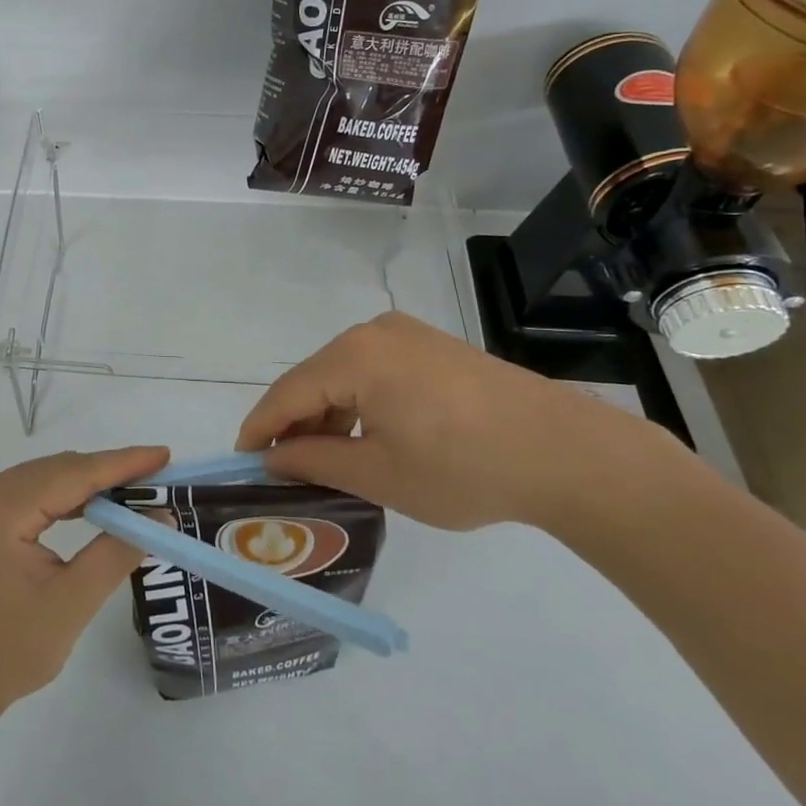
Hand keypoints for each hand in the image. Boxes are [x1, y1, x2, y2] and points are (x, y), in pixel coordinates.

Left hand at [0, 446, 170, 730]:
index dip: (123, 463)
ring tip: (136, 493)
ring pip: (46, 480)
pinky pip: (31, 497)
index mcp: (0, 505)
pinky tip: (93, 511)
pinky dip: (65, 501)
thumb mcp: (69, 604)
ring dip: (89, 486)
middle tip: (158, 480)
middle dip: (109, 473)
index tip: (164, 454)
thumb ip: (117, 553)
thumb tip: (160, 517)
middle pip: (59, 470)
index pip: (74, 472)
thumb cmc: (0, 654)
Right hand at [236, 311, 680, 530]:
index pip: (287, 393)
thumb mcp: (379, 474)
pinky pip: (374, 370)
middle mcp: (372, 332)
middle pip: (313, 378)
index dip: (259, 428)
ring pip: (344, 373)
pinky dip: (359, 401)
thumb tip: (274, 456)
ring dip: (328, 413)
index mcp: (353, 357)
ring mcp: (406, 334)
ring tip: (324, 458)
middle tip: (282, 467)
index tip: (240, 459)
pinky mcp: (432, 345)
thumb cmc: (463, 467)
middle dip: (294, 422)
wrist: (565, 452)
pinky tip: (366, 435)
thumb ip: (315, 460)